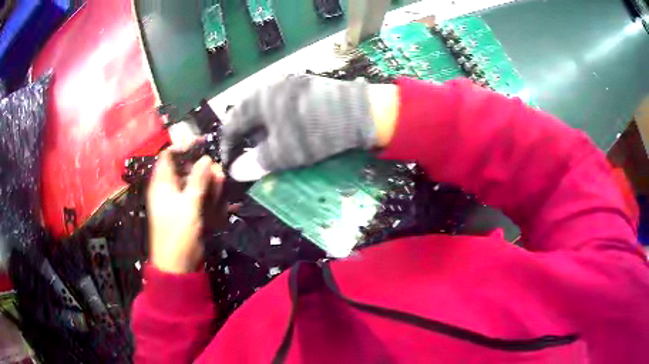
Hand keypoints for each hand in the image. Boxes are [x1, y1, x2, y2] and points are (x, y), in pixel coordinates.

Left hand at [147, 149, 224, 273]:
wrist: (178, 264)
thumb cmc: (177, 232)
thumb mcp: (188, 204)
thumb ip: (198, 181)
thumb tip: (206, 159)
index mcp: (161, 184)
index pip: (168, 157)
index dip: (182, 148)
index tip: (201, 145)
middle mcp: (169, 189)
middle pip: (183, 169)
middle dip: (200, 166)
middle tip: (217, 167)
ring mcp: (179, 201)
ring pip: (193, 183)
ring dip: (207, 180)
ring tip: (222, 178)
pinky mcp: (188, 212)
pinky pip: (198, 197)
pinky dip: (209, 195)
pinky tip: (222, 194)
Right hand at [221, 75, 398, 171]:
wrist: (359, 112)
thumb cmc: (315, 131)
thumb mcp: (283, 152)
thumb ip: (256, 163)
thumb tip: (236, 171)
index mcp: (257, 99)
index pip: (230, 123)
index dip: (227, 146)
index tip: (230, 164)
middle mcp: (269, 86)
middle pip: (246, 114)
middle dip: (244, 138)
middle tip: (249, 158)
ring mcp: (288, 83)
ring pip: (264, 109)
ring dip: (261, 130)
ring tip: (267, 148)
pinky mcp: (304, 86)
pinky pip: (280, 105)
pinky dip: (277, 121)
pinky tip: (286, 132)